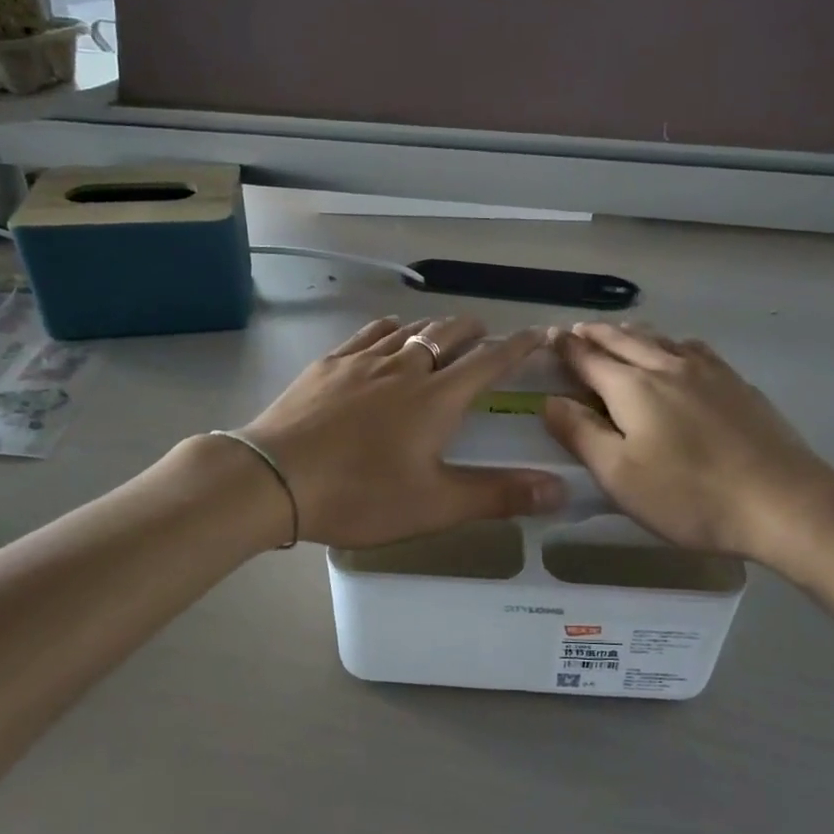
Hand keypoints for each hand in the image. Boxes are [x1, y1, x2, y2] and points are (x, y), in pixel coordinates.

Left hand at [238, 315, 566, 547]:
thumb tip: (562, 490)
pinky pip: (368, 334)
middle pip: (448, 335)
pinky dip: (390, 330)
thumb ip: (497, 496)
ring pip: (409, 331)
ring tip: (443, 334)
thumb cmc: (359, 494)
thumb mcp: (433, 505)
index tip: (539, 333)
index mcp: (436, 399)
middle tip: (486, 336)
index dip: (518, 347)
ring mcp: (362, 362)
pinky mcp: (327, 365)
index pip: (489, 362)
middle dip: (474, 332)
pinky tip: (388, 334)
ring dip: (434, 329)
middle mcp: (404, 368)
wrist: (272, 478)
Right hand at [542, 323, 833, 571]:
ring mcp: (708, 372)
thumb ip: (580, 434)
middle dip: (595, 334)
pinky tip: (678, 351)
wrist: (782, 502)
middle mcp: (667, 367)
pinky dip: (672, 343)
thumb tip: (549, 401)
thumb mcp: (618, 475)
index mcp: (632, 387)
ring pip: (660, 339)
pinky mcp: (737, 384)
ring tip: (619, 332)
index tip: (550, 337)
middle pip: (623, 340)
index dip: (566, 348)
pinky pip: (694, 349)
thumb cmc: (688, 495)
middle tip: (575, 330)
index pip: (588, 358)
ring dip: (632, 333)